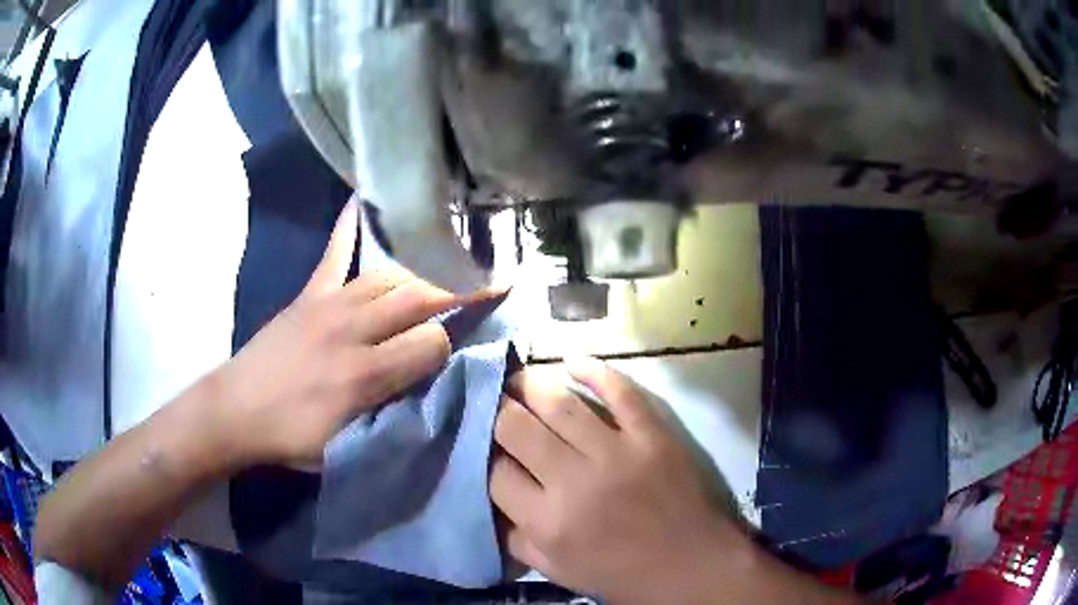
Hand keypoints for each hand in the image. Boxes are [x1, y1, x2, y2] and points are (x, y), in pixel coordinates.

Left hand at [209, 201, 476, 468]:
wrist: (235, 410)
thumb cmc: (292, 436)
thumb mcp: (347, 444)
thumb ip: (391, 410)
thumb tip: (423, 377)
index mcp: (363, 375)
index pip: (430, 343)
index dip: (448, 346)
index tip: (453, 353)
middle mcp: (351, 330)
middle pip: (418, 298)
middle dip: (459, 290)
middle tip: (492, 281)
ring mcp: (328, 305)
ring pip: (390, 276)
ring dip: (424, 270)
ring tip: (452, 261)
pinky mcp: (309, 295)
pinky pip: (334, 253)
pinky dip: (349, 226)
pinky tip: (362, 200)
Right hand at [491, 358, 749, 604]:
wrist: (690, 566)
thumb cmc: (621, 575)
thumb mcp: (557, 571)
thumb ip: (517, 539)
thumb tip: (492, 502)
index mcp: (547, 521)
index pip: (495, 472)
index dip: (484, 455)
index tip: (489, 448)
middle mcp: (573, 481)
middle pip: (516, 427)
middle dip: (498, 411)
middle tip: (496, 404)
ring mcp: (616, 452)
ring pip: (559, 404)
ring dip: (532, 384)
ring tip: (520, 379)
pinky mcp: (651, 435)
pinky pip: (620, 391)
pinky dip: (594, 370)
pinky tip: (573, 362)